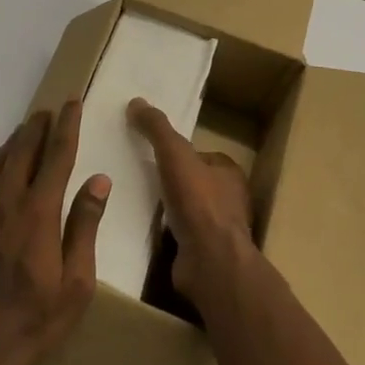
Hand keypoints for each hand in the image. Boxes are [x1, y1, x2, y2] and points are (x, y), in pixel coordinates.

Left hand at [0, 102, 110, 364]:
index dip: (67, 126)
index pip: (56, 156)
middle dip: (38, 126)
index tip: (72, 103)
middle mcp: (5, 201)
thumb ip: (85, 225)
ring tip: (26, 132)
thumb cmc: (33, 319)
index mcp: (38, 212)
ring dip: (15, 142)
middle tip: (49, 112)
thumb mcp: (76, 282)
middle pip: (22, 149)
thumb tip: (98, 180)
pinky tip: (1, 172)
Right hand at [128, 97, 255, 300]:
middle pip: (193, 182)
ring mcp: (217, 230)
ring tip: (136, 202)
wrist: (210, 263)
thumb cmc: (198, 202)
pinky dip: (164, 232)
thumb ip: (157, 128)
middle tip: (139, 177)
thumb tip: (136, 102)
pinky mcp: (204, 254)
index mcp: (228, 172)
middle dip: (170, 181)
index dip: (177, 152)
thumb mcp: (174, 154)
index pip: (200, 155)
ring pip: (187, 210)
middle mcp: (229, 200)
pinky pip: (180, 236)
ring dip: (166, 208)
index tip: (151, 153)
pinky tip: (144, 230)